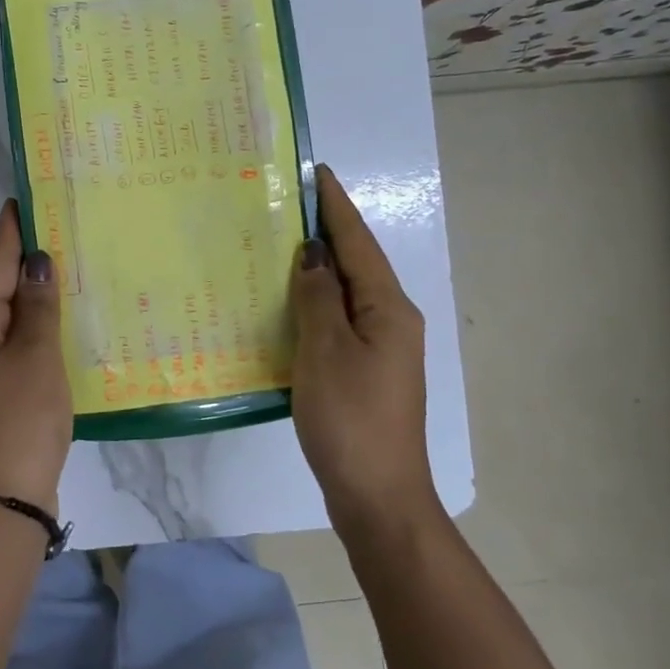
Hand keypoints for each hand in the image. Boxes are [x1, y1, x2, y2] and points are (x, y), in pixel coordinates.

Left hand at [0, 201, 72, 513]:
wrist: (1, 501)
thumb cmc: (18, 420)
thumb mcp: (34, 357)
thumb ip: (37, 306)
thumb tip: (36, 261)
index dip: (11, 231)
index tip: (26, 198)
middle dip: (26, 260)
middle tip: (61, 226)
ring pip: (10, 318)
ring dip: (35, 294)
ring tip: (69, 263)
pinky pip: (18, 345)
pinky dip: (39, 328)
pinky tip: (63, 320)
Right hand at [290, 164, 438, 529]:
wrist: (377, 496)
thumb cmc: (351, 418)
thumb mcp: (326, 350)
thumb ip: (318, 296)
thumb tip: (314, 253)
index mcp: (388, 308)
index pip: (358, 242)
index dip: (335, 206)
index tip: (315, 172)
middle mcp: (391, 320)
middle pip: (356, 264)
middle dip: (325, 231)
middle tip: (284, 204)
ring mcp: (380, 349)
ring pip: (345, 293)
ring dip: (318, 267)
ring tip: (278, 245)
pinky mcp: (364, 372)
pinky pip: (337, 321)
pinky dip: (313, 303)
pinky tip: (286, 304)